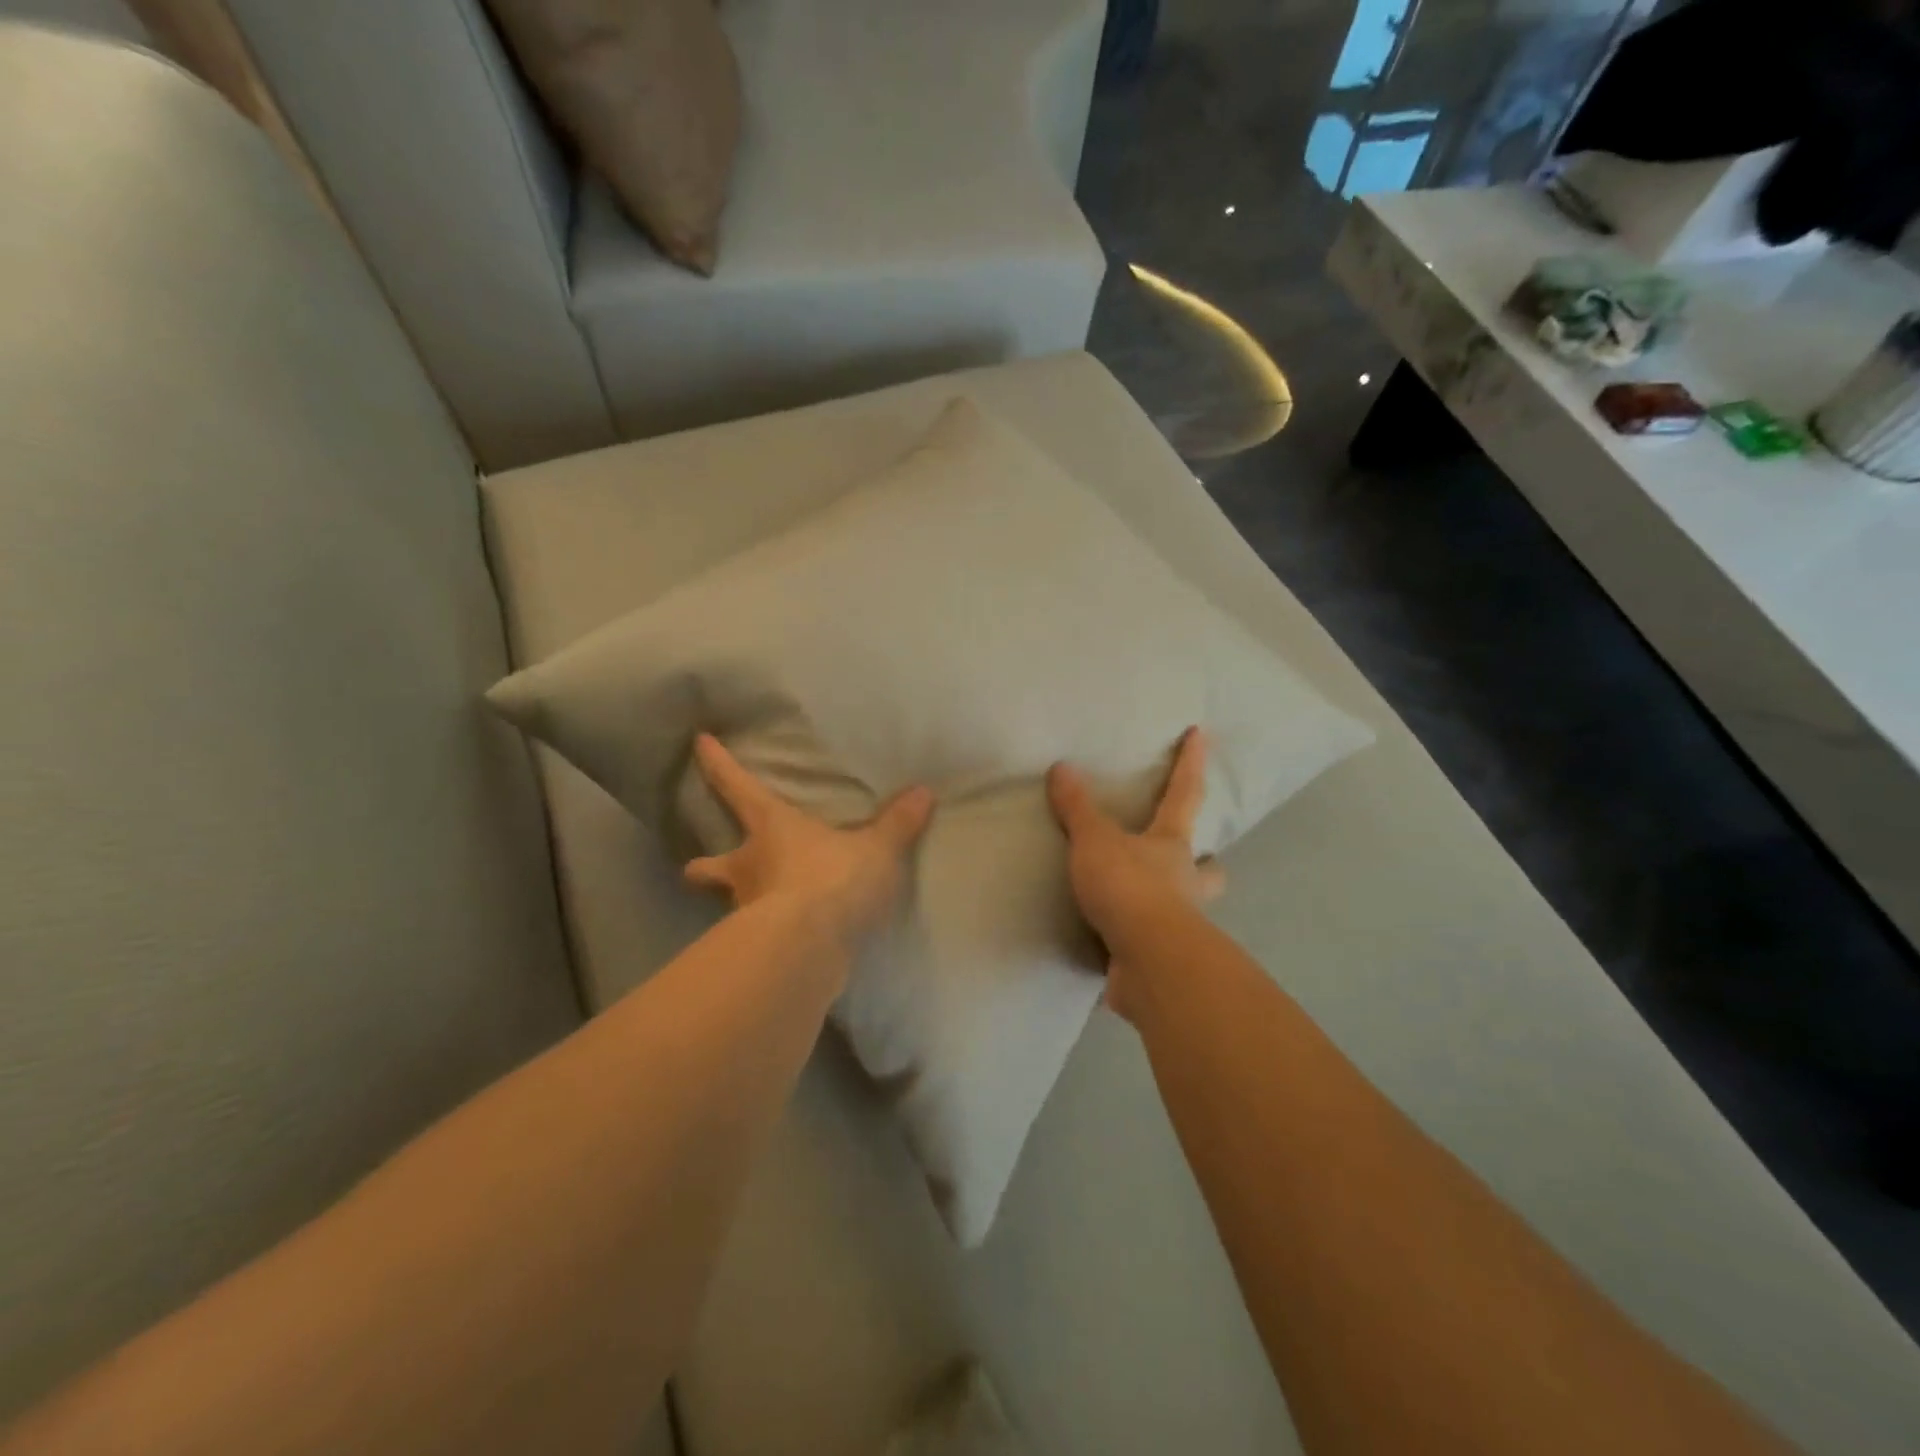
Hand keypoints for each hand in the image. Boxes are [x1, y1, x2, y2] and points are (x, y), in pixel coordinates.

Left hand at [684, 733, 934, 946]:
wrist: (810, 948)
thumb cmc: (833, 879)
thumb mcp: (876, 849)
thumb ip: (897, 823)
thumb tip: (923, 792)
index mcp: (770, 828)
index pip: (737, 787)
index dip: (718, 764)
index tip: (700, 743)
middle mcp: (747, 868)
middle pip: (706, 866)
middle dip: (703, 866)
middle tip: (706, 867)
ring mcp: (745, 912)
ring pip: (726, 904)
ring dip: (735, 902)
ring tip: (755, 907)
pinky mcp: (757, 950)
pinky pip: (755, 937)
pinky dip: (763, 935)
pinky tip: (785, 939)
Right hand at [1047, 727, 1225, 1021]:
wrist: (1147, 960)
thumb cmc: (1129, 887)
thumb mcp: (1094, 841)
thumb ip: (1077, 808)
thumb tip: (1062, 767)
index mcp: (1171, 845)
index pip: (1184, 793)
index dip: (1190, 762)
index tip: (1200, 733)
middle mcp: (1184, 882)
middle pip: (1209, 869)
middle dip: (1208, 864)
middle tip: (1197, 860)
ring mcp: (1180, 924)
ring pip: (1192, 911)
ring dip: (1179, 905)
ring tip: (1151, 904)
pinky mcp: (1162, 959)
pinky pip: (1155, 946)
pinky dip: (1141, 943)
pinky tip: (1119, 944)